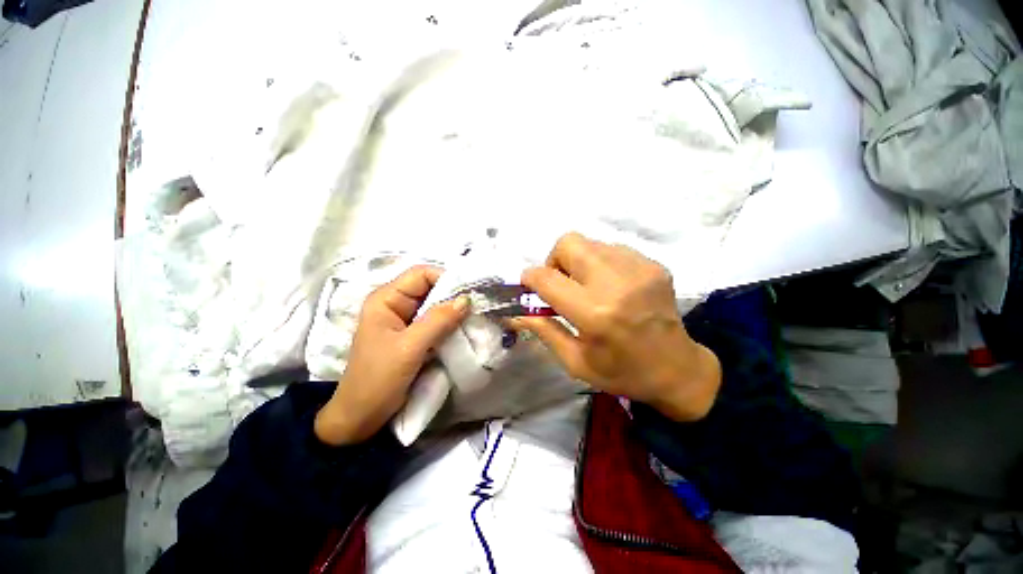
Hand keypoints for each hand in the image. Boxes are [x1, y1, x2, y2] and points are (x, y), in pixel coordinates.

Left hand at [314, 266, 468, 445]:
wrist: (362, 418)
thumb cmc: (377, 380)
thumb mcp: (409, 348)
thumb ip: (438, 321)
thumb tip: (467, 299)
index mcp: (386, 299)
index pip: (421, 274)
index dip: (446, 278)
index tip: (470, 293)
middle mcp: (396, 305)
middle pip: (430, 288)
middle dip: (454, 296)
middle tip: (477, 308)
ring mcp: (405, 321)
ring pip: (436, 306)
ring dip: (454, 312)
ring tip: (474, 319)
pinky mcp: (414, 336)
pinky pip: (436, 322)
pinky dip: (450, 325)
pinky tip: (463, 331)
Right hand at [515, 233, 720, 421]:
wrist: (678, 370)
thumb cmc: (621, 372)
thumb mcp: (575, 361)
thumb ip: (543, 330)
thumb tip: (515, 312)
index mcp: (594, 314)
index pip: (547, 279)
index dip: (530, 279)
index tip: (529, 286)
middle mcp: (616, 284)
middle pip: (568, 243)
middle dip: (555, 260)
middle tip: (562, 284)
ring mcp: (639, 270)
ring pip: (590, 243)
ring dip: (579, 261)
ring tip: (588, 286)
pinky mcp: (654, 265)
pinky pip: (613, 249)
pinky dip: (602, 263)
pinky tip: (611, 286)